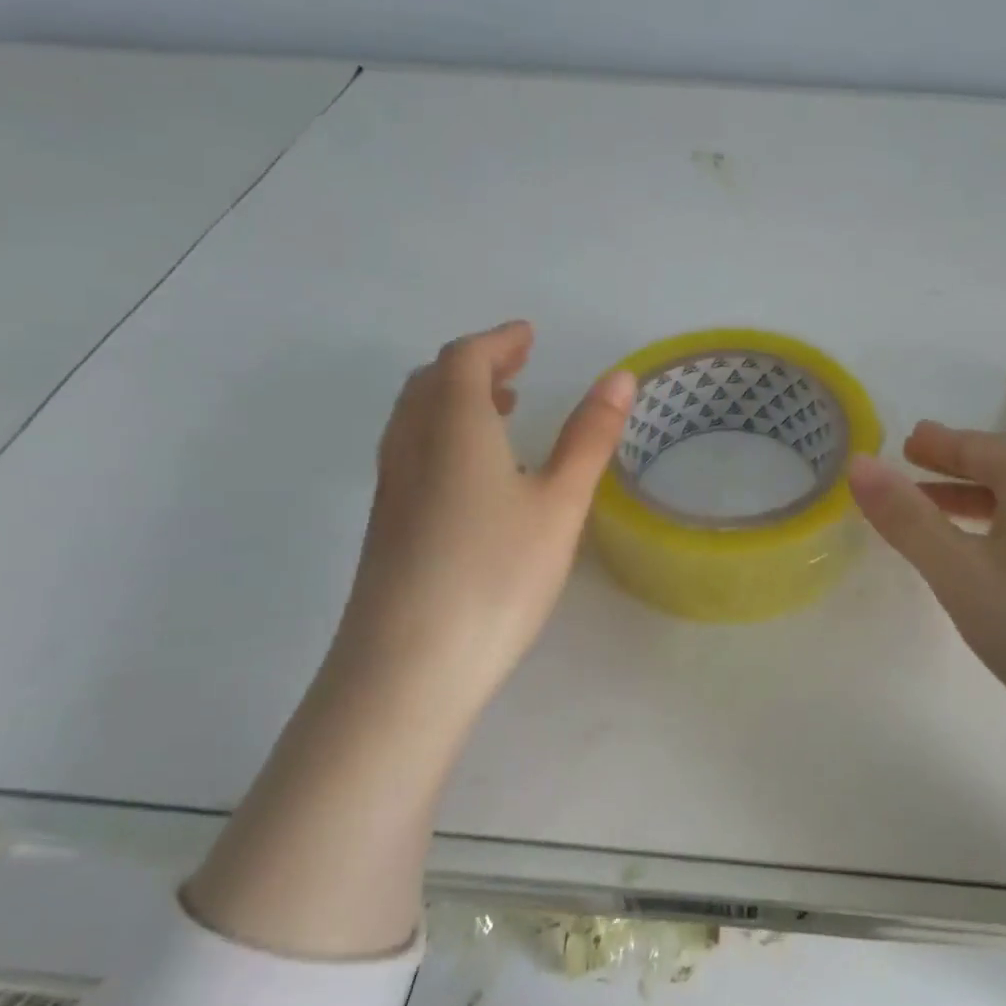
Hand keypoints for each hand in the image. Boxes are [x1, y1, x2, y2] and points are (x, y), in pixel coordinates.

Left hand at [333, 320, 635, 710]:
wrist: (406, 669)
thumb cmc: (495, 575)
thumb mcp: (560, 503)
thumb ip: (590, 437)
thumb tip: (619, 376)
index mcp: (453, 428)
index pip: (464, 359)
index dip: (498, 340)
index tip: (529, 336)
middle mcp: (411, 447)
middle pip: (431, 382)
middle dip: (474, 363)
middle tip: (516, 366)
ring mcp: (391, 488)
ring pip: (414, 418)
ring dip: (454, 398)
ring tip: (499, 410)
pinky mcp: (385, 526)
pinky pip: (410, 451)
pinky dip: (441, 434)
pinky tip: (474, 474)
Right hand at [847, 421, 1005, 787]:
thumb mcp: (959, 572)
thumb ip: (907, 518)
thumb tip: (858, 465)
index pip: (978, 444)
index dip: (937, 443)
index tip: (907, 441)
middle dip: (956, 469)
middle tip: (916, 468)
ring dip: (979, 503)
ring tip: (940, 518)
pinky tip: (993, 564)